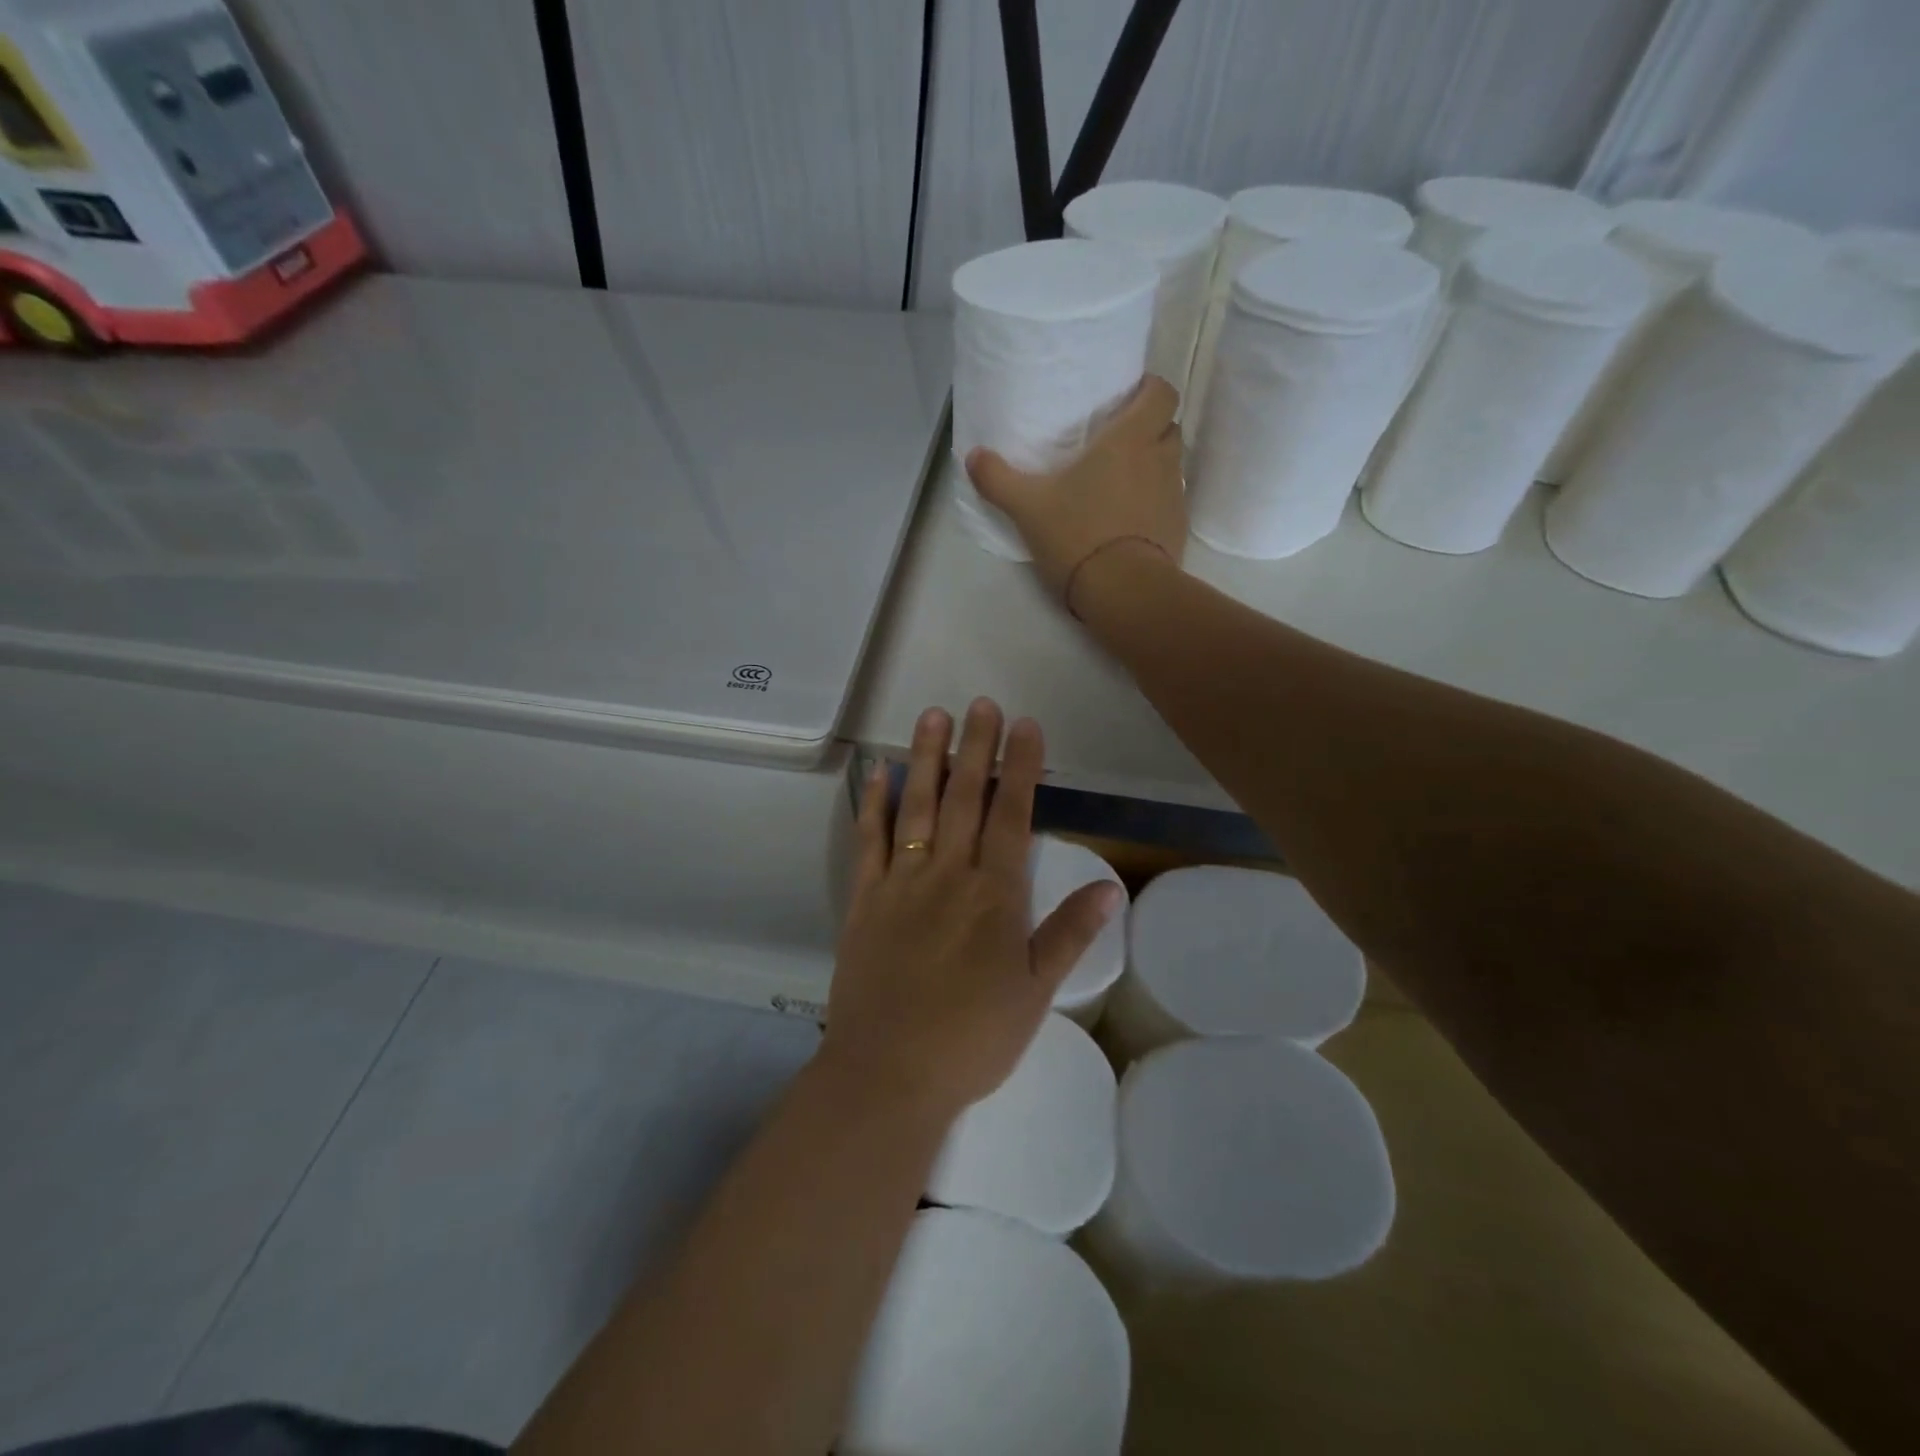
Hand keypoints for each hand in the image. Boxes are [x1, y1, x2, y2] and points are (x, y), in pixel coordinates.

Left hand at [822, 699, 1122, 1118]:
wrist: (888, 1073)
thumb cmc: (971, 1038)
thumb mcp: (1035, 993)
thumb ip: (1068, 933)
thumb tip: (1110, 885)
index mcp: (994, 895)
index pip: (1012, 815)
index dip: (1020, 767)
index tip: (1024, 726)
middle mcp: (948, 875)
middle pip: (965, 798)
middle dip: (976, 747)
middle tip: (981, 703)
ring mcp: (901, 883)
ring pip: (917, 806)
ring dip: (926, 758)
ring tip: (933, 716)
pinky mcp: (865, 899)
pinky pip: (869, 841)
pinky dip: (874, 803)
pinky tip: (879, 772)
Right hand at [966, 375, 1186, 613]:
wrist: (1123, 591)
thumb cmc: (1078, 535)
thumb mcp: (1028, 508)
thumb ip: (998, 479)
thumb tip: (973, 456)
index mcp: (1130, 439)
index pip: (1162, 393)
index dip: (1149, 391)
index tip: (1126, 401)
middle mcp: (1160, 459)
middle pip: (1169, 427)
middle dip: (1150, 429)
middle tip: (1117, 443)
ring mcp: (1174, 496)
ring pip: (1170, 466)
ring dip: (1151, 467)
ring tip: (1119, 484)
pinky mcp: (1177, 529)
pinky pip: (1169, 503)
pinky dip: (1153, 504)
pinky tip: (1127, 521)